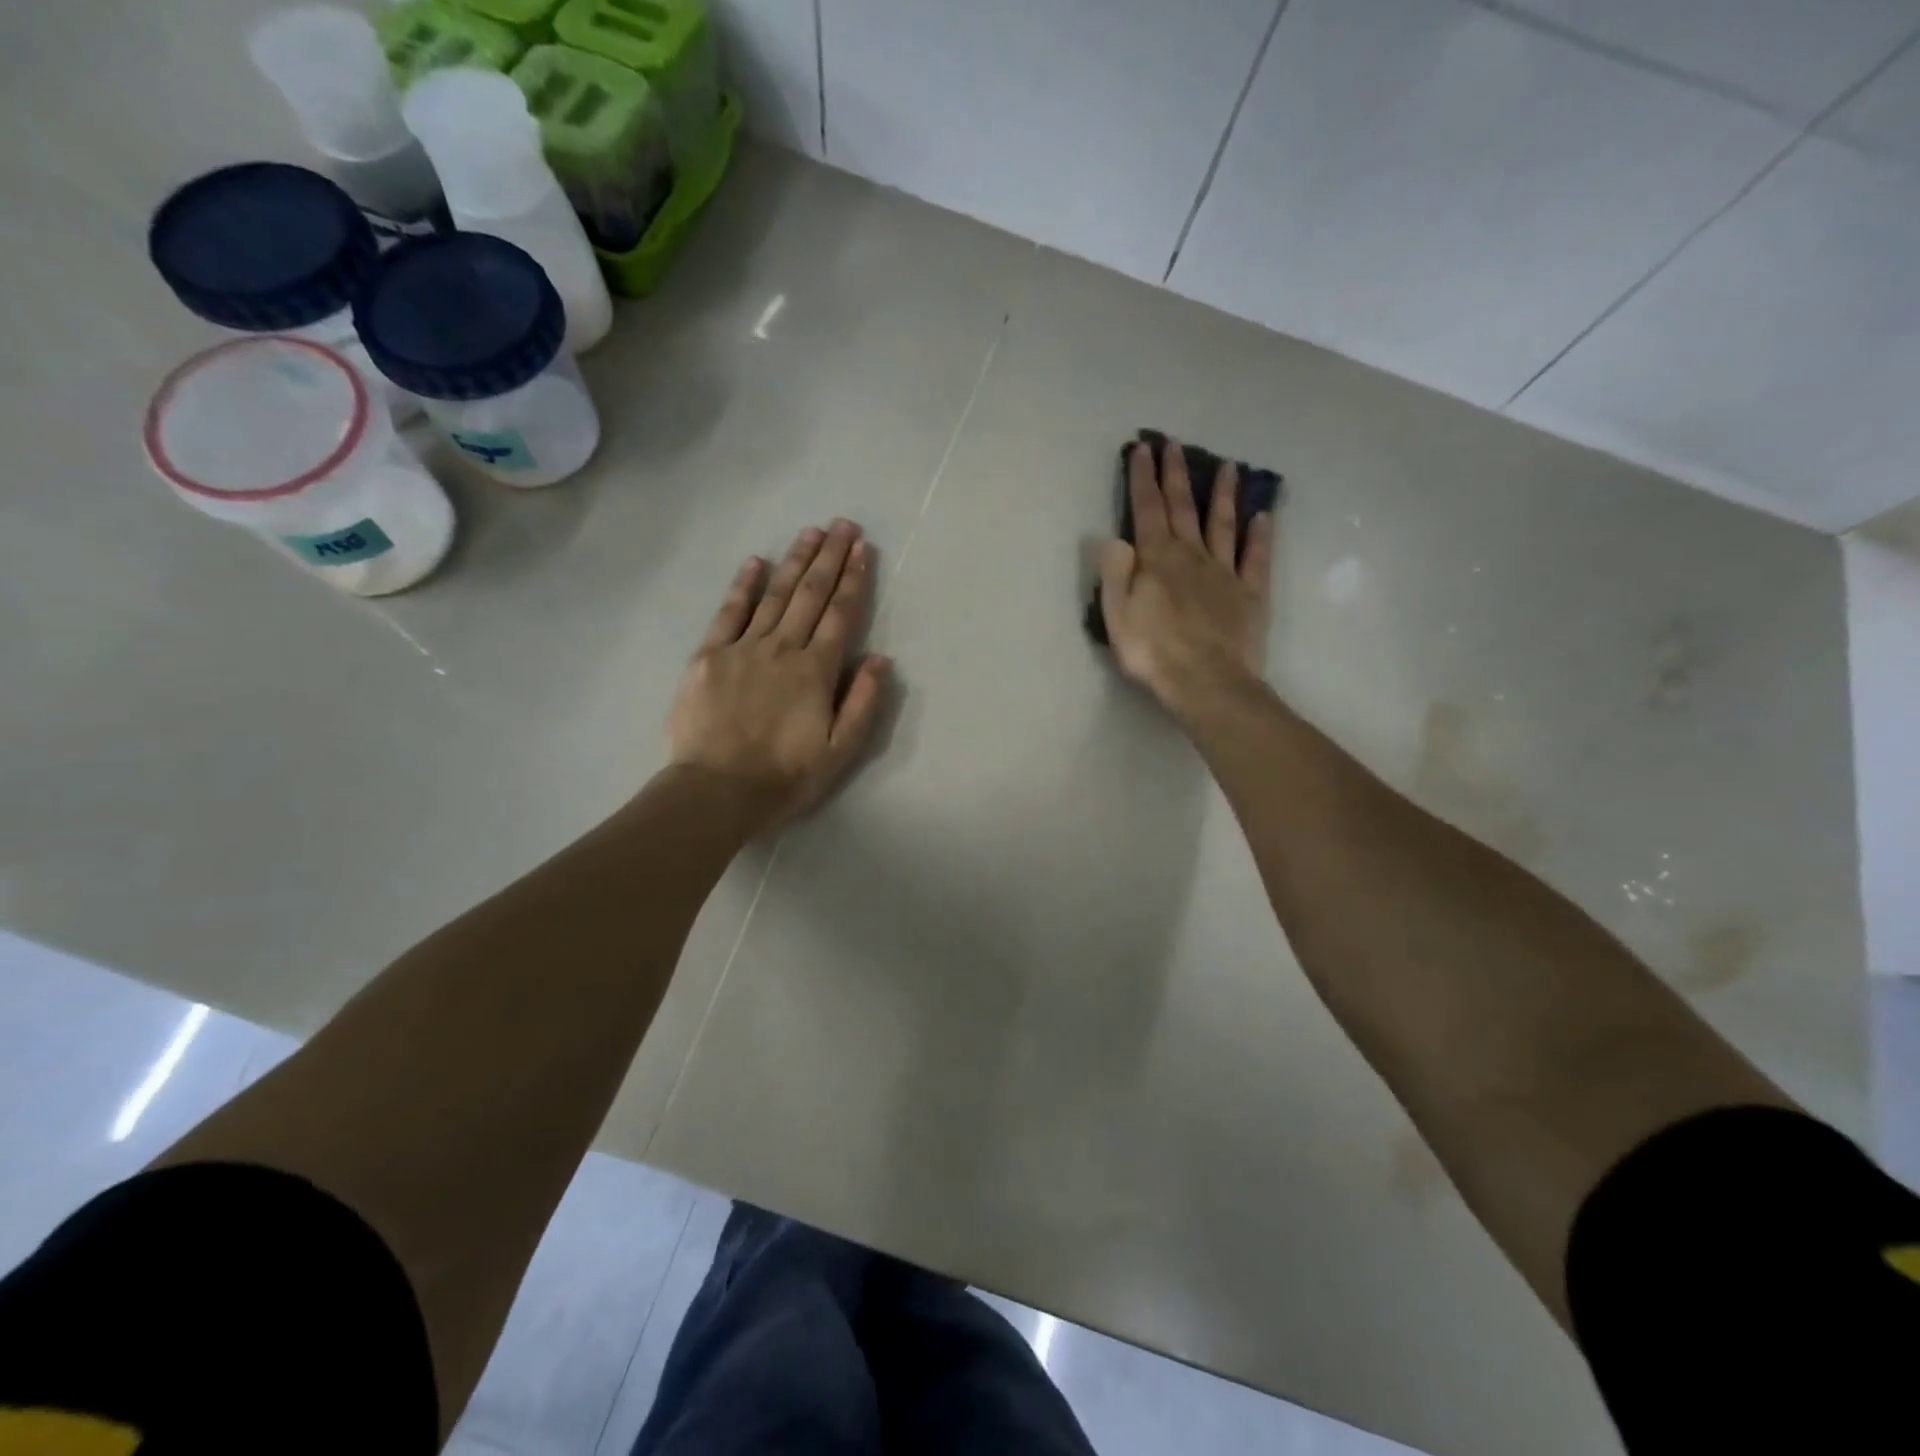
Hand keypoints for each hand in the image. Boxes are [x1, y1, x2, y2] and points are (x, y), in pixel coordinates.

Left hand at [668, 520, 891, 830]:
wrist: (716, 790)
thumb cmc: (785, 776)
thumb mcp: (840, 751)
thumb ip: (863, 702)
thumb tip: (880, 659)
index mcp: (816, 670)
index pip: (840, 615)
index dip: (853, 579)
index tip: (862, 549)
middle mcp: (783, 649)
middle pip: (810, 594)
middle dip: (828, 557)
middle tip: (842, 524)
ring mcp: (743, 648)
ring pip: (774, 595)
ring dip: (794, 561)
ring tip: (810, 532)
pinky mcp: (710, 656)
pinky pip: (729, 612)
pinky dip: (744, 585)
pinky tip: (755, 562)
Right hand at [1099, 440, 1273, 719]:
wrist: (1206, 681)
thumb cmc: (1153, 651)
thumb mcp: (1117, 615)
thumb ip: (1115, 572)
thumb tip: (1114, 537)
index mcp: (1157, 559)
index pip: (1147, 510)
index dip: (1144, 478)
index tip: (1143, 448)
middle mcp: (1192, 556)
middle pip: (1184, 508)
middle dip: (1178, 475)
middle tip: (1176, 444)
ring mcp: (1225, 573)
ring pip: (1224, 525)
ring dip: (1224, 495)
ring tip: (1230, 467)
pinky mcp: (1250, 593)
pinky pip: (1256, 558)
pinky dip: (1260, 535)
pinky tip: (1263, 516)